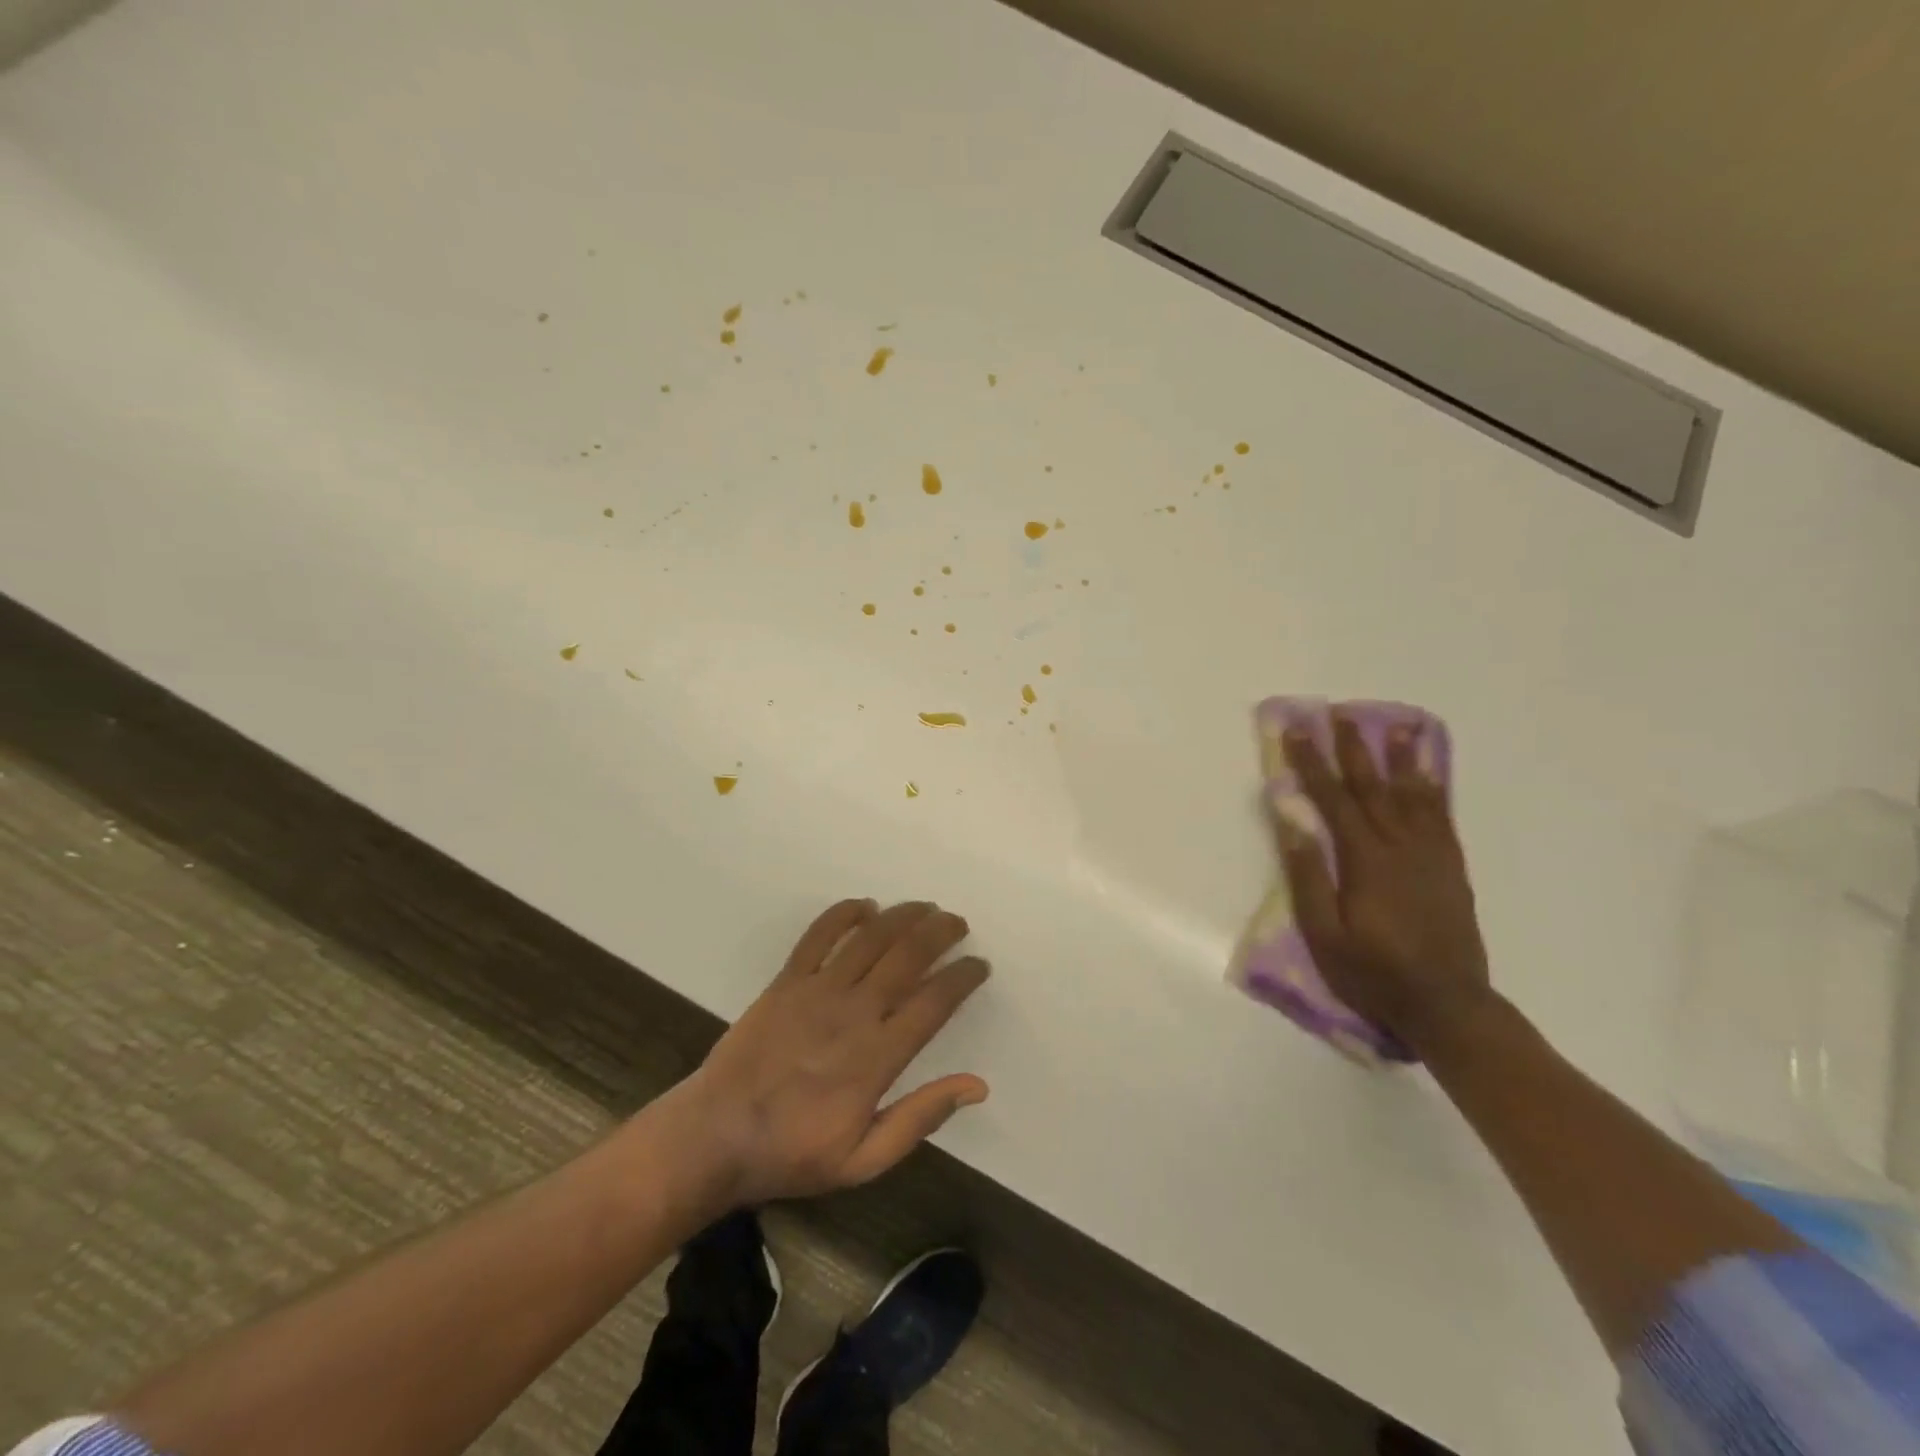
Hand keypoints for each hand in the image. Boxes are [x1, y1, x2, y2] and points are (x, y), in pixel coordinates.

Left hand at [681, 899, 989, 1204]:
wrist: (715, 1137)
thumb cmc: (793, 1152)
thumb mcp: (864, 1160)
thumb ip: (920, 1118)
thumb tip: (977, 1086)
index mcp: (878, 1056)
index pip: (934, 1002)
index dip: (962, 977)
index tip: (979, 965)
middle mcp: (854, 1012)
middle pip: (907, 957)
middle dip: (940, 933)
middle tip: (957, 923)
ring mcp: (817, 991)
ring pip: (870, 938)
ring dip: (902, 916)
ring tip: (924, 908)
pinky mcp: (786, 981)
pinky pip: (818, 935)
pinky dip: (844, 914)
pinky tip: (864, 905)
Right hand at [1277, 715, 1492, 1052]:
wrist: (1447, 1005)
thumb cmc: (1372, 972)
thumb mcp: (1323, 932)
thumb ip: (1307, 874)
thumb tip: (1291, 819)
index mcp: (1364, 860)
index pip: (1331, 798)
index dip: (1311, 762)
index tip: (1296, 730)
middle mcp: (1400, 847)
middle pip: (1372, 787)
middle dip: (1352, 748)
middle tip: (1340, 714)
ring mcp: (1431, 856)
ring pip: (1413, 795)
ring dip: (1401, 758)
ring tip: (1396, 726)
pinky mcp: (1451, 869)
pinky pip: (1442, 818)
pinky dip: (1435, 789)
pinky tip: (1430, 775)